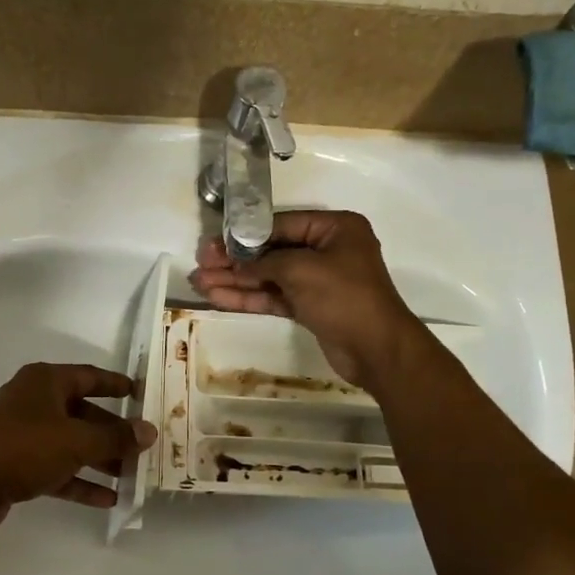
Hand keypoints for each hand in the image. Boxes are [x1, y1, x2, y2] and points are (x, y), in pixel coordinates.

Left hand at [0, 362, 157, 537]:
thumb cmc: (25, 448)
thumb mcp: (77, 441)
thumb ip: (115, 438)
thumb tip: (150, 431)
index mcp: (45, 382)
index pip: (88, 376)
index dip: (115, 384)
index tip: (140, 393)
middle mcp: (34, 403)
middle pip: (82, 413)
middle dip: (111, 431)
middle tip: (142, 444)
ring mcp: (24, 435)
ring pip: (70, 444)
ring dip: (99, 459)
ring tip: (131, 475)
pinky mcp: (17, 466)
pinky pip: (57, 469)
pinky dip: (79, 481)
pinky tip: (107, 499)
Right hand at [188, 210, 423, 387]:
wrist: (376, 349)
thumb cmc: (344, 297)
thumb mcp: (301, 269)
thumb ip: (264, 261)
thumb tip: (233, 261)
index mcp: (335, 228)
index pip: (280, 225)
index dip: (245, 234)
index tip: (213, 242)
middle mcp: (327, 250)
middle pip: (271, 251)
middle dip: (234, 260)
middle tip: (200, 264)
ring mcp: (318, 280)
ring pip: (269, 276)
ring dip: (235, 280)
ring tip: (199, 283)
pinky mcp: (310, 307)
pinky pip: (274, 296)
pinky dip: (248, 297)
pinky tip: (218, 298)